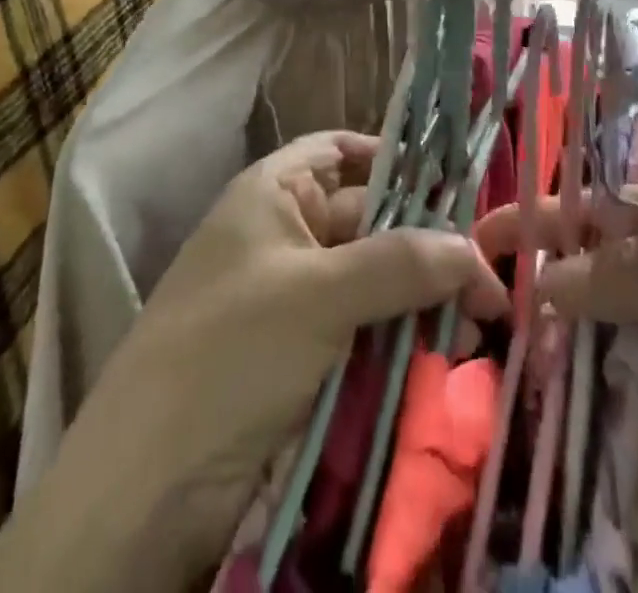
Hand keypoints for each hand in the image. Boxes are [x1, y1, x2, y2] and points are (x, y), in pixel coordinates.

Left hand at [72, 132, 506, 587]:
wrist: (146, 488)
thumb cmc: (230, 352)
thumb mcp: (318, 295)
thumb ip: (401, 263)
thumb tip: (475, 251)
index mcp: (274, 194)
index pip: (340, 150)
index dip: (392, 158)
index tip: (452, 183)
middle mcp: (285, 236)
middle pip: (369, 220)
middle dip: (426, 244)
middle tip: (492, 279)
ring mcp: (293, 300)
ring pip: (374, 282)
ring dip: (421, 300)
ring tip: (484, 322)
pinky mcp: (303, 359)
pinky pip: (364, 333)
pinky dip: (400, 341)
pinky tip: (446, 358)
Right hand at [477, 189, 637, 552]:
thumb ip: (637, 278)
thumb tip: (544, 278)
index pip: (605, 212)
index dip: (547, 222)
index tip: (484, 241)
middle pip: (609, 282)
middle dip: (558, 301)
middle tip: (493, 329)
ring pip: (627, 348)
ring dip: (586, 366)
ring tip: (525, 388)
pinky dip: (628, 421)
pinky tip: (588, 437)